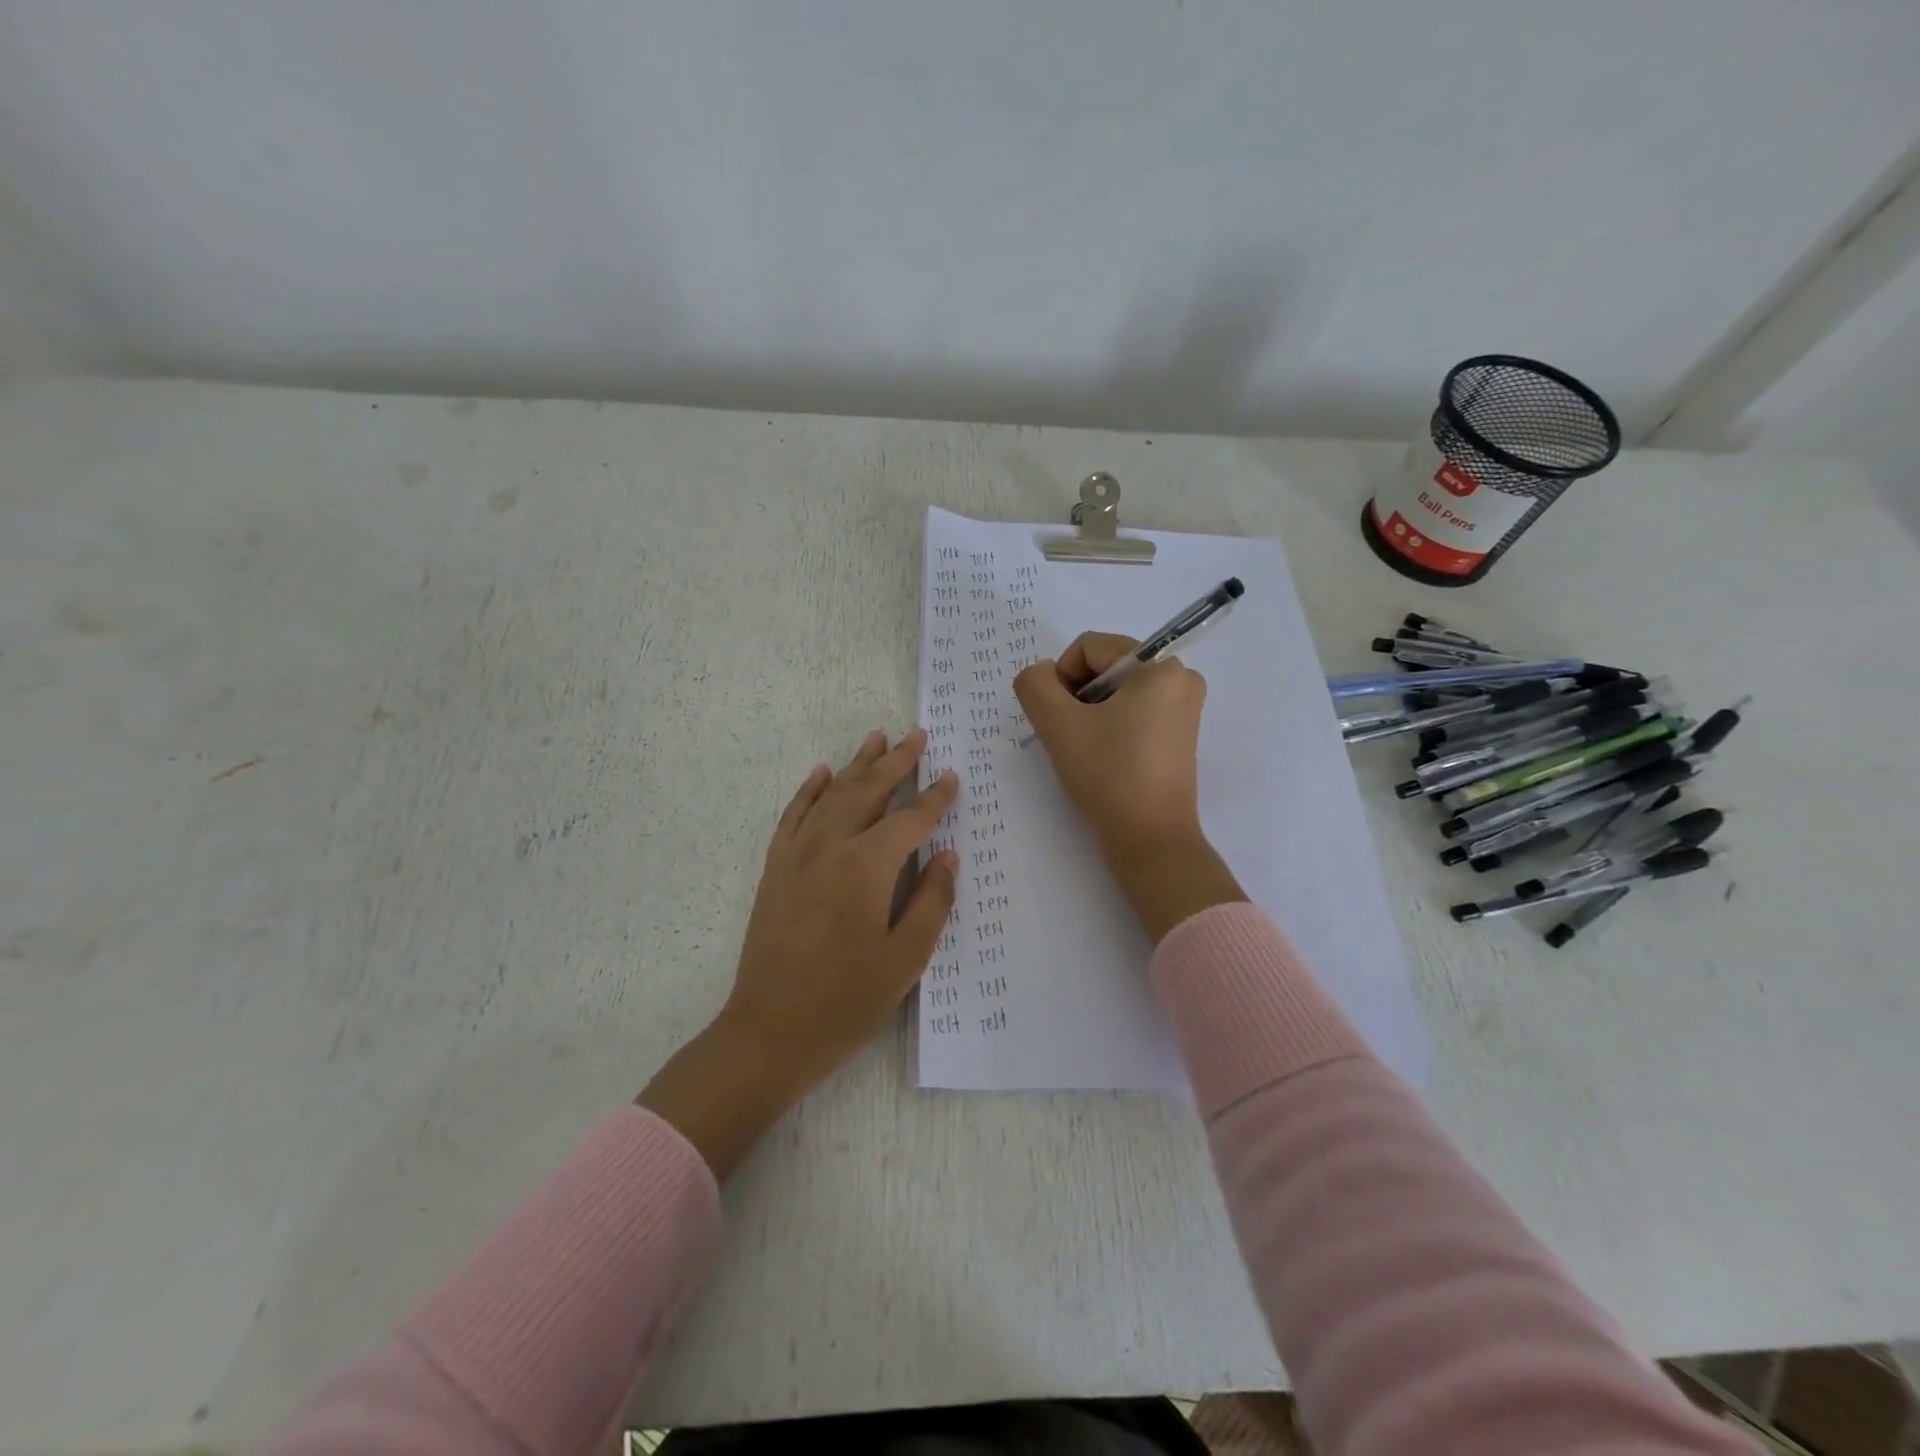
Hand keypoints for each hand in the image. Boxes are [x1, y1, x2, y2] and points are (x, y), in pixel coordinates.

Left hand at [638, 729, 959, 1176]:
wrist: (768, 1033)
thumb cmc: (845, 1002)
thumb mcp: (904, 959)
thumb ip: (931, 901)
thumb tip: (948, 857)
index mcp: (867, 867)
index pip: (910, 820)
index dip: (934, 798)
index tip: (951, 776)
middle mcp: (830, 847)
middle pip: (868, 792)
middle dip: (896, 761)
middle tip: (916, 734)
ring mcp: (797, 855)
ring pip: (832, 795)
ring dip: (856, 765)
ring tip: (876, 737)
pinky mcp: (776, 869)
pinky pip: (793, 816)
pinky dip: (809, 790)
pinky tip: (821, 773)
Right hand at [1014, 633, 1245, 943]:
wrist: (1150, 839)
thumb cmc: (1108, 774)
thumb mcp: (1058, 724)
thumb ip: (1035, 685)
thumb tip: (1039, 676)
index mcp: (1160, 666)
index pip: (1090, 647)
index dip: (1061, 677)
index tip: (1056, 718)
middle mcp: (1180, 678)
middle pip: (1105, 667)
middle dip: (1076, 696)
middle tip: (1068, 736)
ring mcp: (1183, 708)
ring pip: (1116, 692)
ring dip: (1089, 713)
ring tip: (1084, 750)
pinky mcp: (1179, 735)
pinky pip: (1133, 712)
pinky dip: (1109, 726)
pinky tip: (1102, 758)